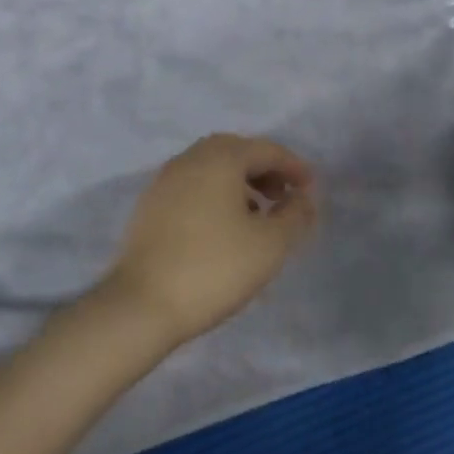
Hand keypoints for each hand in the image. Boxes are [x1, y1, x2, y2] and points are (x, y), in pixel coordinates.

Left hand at [101, 134, 319, 348]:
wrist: (142, 304)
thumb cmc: (214, 268)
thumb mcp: (270, 245)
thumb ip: (294, 215)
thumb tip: (302, 197)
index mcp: (220, 158)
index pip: (265, 150)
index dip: (293, 166)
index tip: (311, 188)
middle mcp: (190, 159)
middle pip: (235, 151)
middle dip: (264, 169)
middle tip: (284, 195)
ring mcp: (165, 180)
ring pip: (211, 167)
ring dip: (239, 181)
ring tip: (257, 213)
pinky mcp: (150, 205)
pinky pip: (192, 185)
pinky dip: (215, 193)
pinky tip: (224, 225)